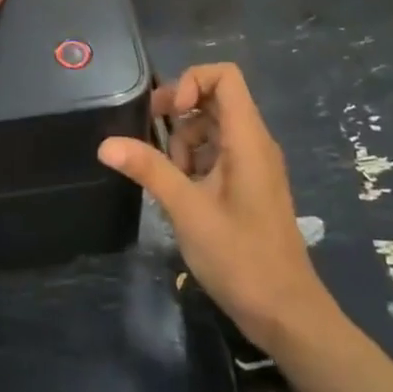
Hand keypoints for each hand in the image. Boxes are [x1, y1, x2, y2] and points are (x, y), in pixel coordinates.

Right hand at [98, 64, 331, 351]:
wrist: (287, 315)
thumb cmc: (241, 258)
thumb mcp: (187, 210)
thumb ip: (149, 170)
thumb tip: (105, 144)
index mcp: (248, 138)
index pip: (225, 75)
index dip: (191, 80)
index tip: (167, 113)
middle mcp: (255, 142)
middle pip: (216, 98)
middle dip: (180, 110)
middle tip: (150, 137)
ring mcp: (254, 164)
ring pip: (214, 127)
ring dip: (185, 140)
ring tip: (169, 177)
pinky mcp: (250, 185)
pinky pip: (220, 152)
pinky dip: (196, 161)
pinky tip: (180, 192)